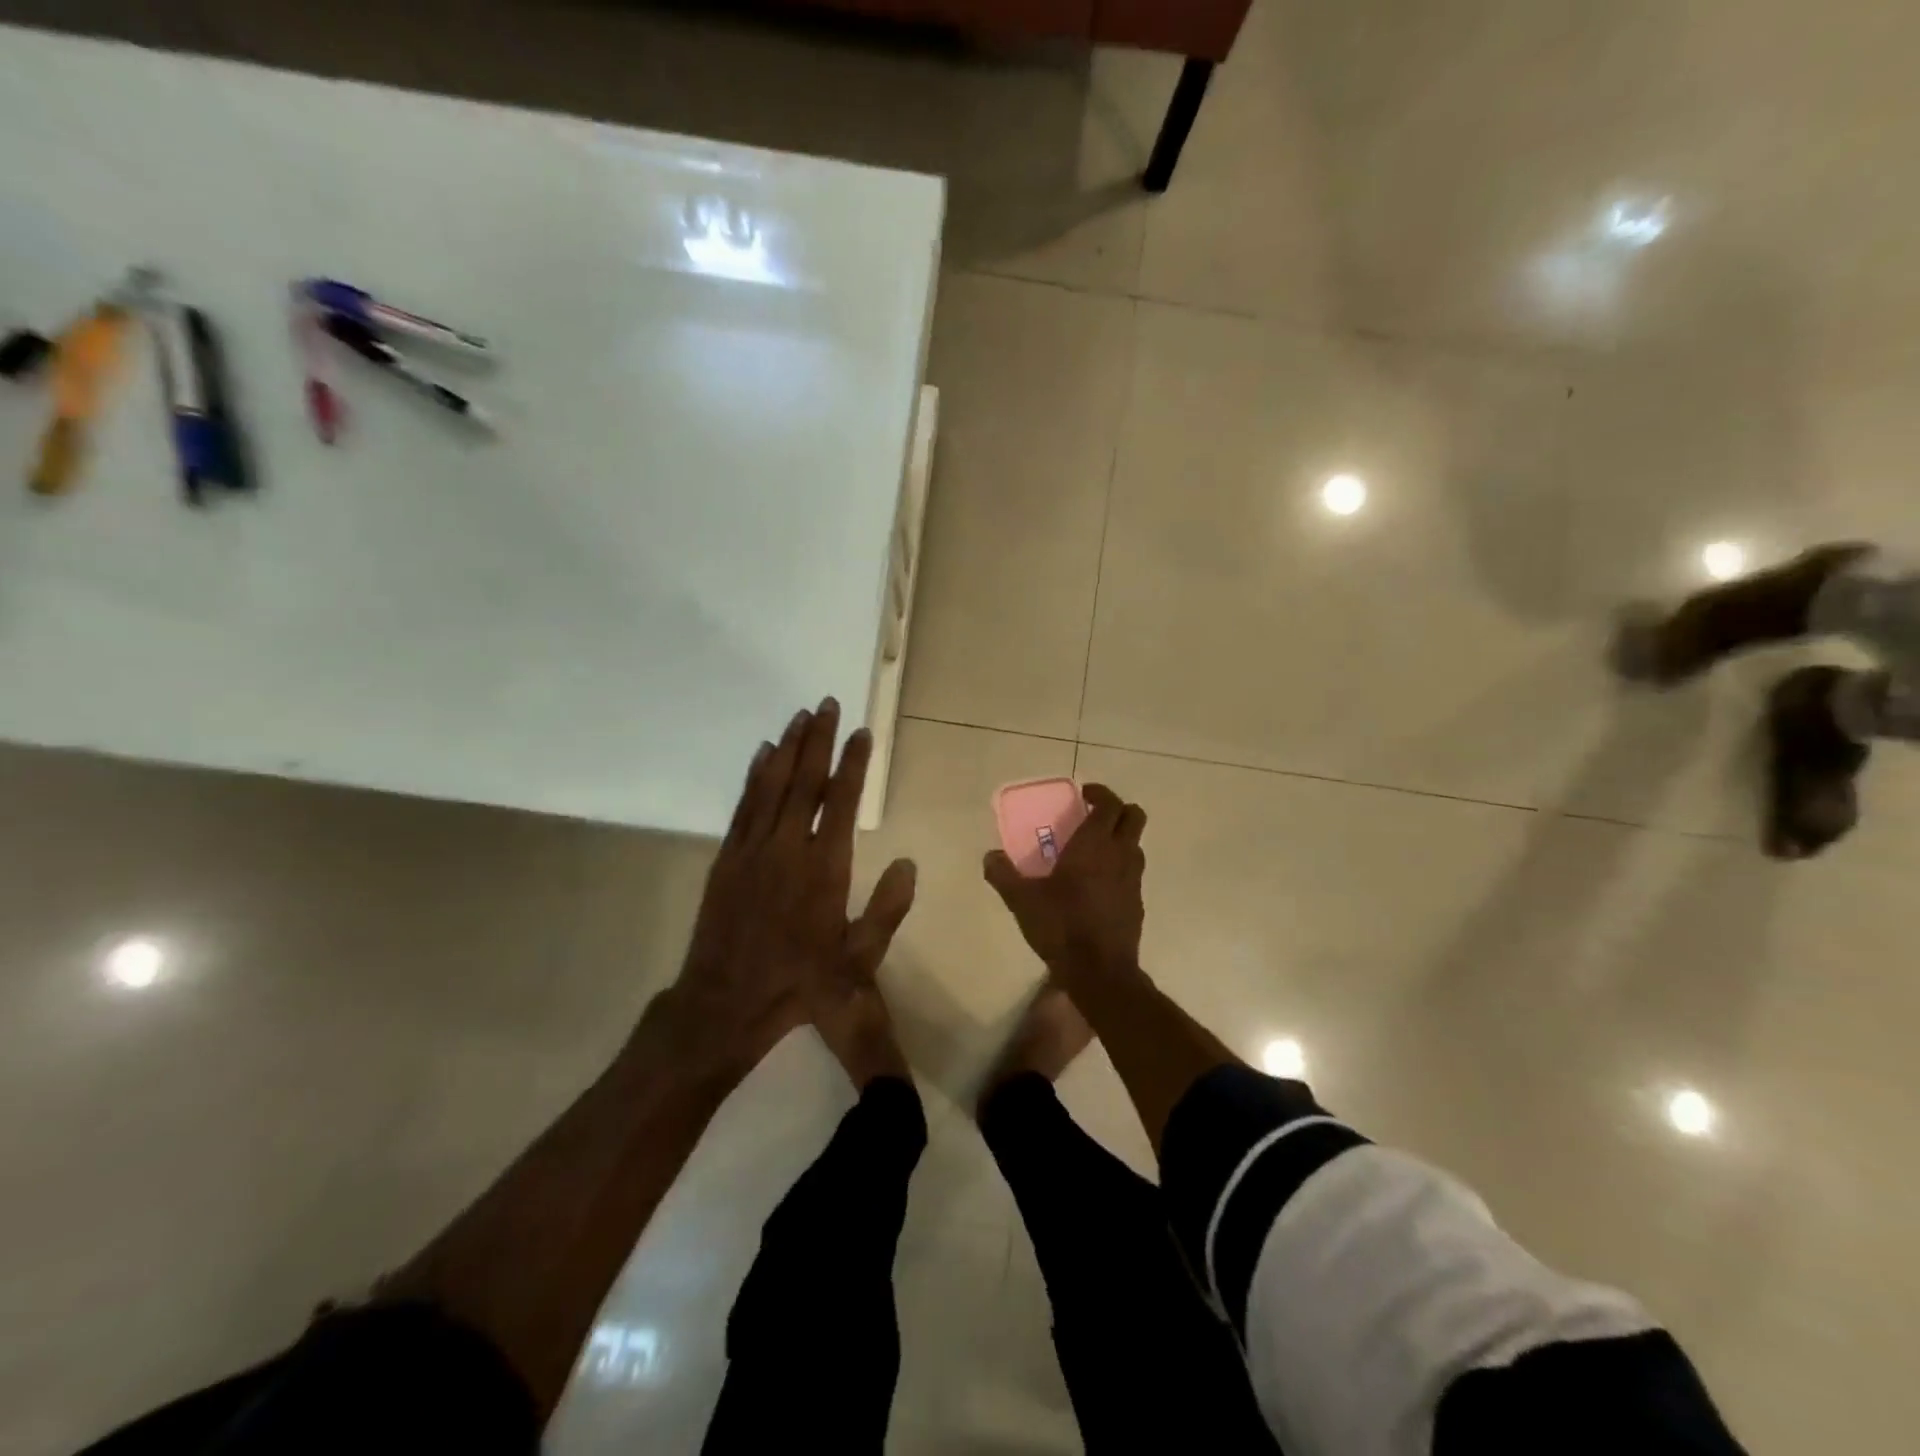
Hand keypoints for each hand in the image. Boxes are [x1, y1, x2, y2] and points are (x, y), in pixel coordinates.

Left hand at [665, 699, 910, 1073]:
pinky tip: (763, 753)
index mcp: (825, 868)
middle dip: (819, 739)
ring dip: (788, 747)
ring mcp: (753, 849)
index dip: (853, 763)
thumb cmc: (802, 983)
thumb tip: (909, 863)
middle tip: (827, 703)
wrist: (728, 1001)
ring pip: (773, 785)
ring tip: (800, 716)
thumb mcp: (858, 959)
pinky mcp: (727, 857)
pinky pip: (744, 805)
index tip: (861, 732)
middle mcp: (789, 847)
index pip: (843, 801)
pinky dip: (755, 775)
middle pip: (806, 781)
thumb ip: (887, 910)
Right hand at [984, 784, 1145, 975]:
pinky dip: (1120, 868)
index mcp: (1094, 845)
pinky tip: (1096, 886)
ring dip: (1120, 839)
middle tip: (1091, 816)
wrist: (1100, 972)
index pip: (1110, 804)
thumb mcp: (1022, 900)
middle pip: (1134, 816)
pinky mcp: (1137, 903)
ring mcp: (1134, 880)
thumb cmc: (1061, 926)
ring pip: (1136, 845)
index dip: (1100, 793)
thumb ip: (1003, 875)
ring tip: (1092, 851)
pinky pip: (1132, 873)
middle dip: (1117, 810)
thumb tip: (990, 856)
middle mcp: (1120, 855)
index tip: (1083, 795)